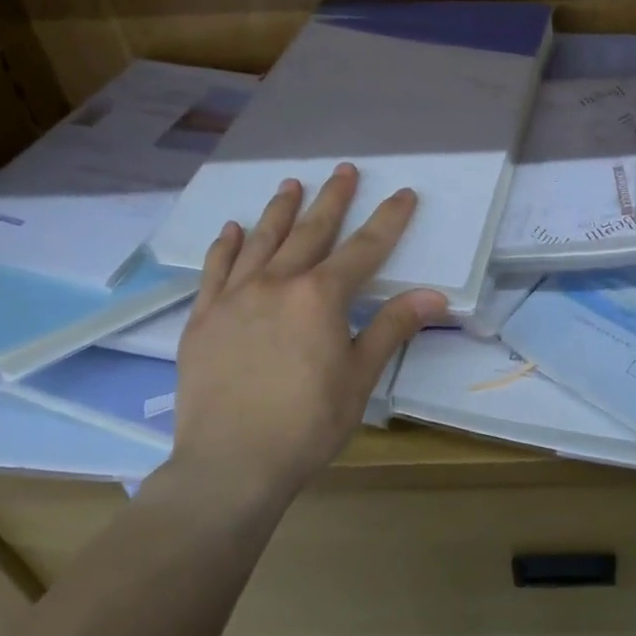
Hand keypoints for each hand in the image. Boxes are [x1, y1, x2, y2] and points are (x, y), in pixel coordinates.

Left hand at [170, 165, 446, 500]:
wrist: (229, 465)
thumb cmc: (306, 424)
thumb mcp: (360, 376)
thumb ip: (392, 327)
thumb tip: (433, 295)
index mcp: (320, 296)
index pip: (365, 248)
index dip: (388, 219)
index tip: (404, 193)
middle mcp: (277, 282)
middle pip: (311, 230)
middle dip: (333, 199)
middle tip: (344, 170)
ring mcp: (235, 297)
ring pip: (262, 240)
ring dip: (280, 210)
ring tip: (290, 183)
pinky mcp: (203, 317)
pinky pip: (215, 269)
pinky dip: (226, 245)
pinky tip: (233, 229)